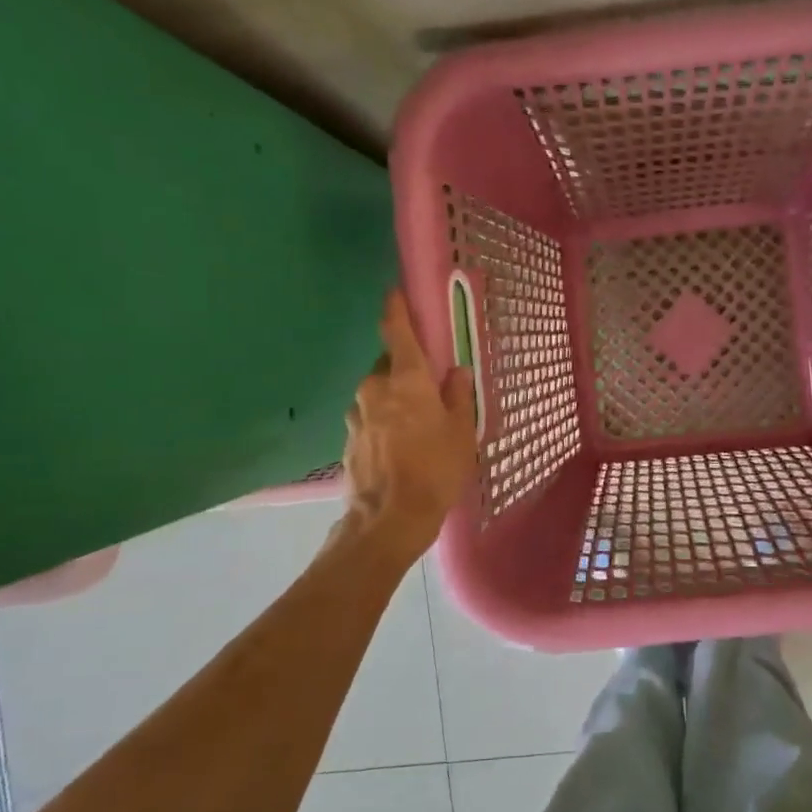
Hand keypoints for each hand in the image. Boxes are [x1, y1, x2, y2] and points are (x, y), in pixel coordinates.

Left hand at [339, 288, 477, 557]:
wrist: (389, 519)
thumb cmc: (435, 469)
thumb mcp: (461, 432)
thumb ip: (459, 396)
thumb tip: (457, 372)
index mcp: (406, 379)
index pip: (397, 331)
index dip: (396, 309)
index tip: (395, 292)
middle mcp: (375, 388)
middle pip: (389, 364)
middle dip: (407, 367)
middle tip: (431, 387)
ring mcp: (357, 414)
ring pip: (378, 392)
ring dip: (395, 397)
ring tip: (418, 424)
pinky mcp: (349, 438)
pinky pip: (371, 417)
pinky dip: (385, 421)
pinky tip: (402, 446)